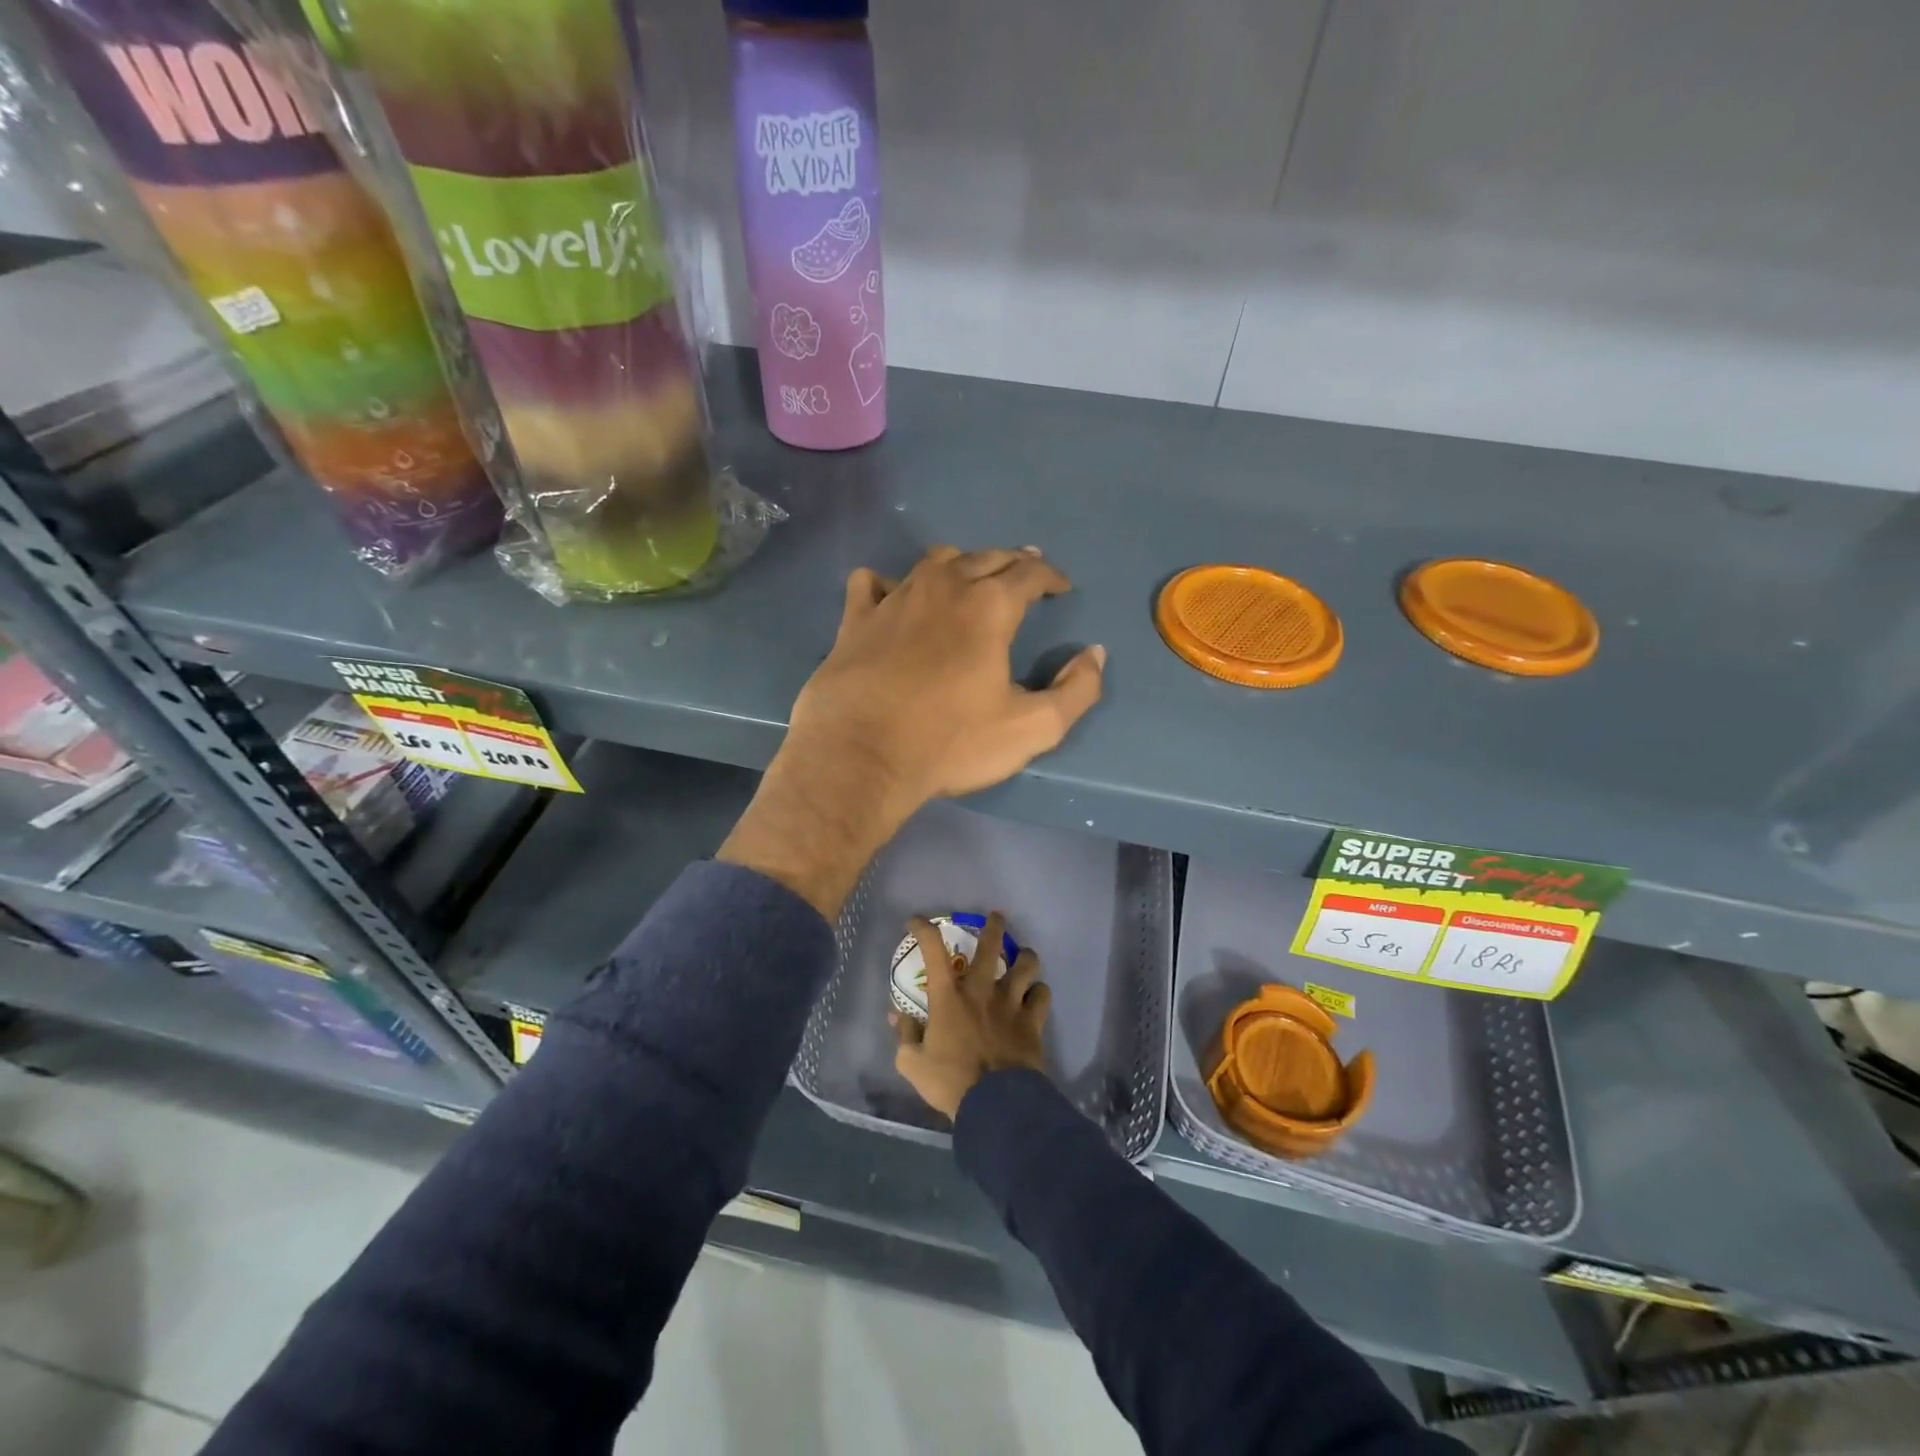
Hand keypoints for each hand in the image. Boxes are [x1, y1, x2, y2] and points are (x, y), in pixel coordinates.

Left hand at [791, 546, 1104, 814]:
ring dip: (960, 565)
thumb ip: (1076, 691)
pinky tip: (893, 597)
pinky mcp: (855, 619)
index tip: (1061, 587)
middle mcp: (943, 588)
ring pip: (933, 562)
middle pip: (985, 557)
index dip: (1051, 576)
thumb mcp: (1032, 729)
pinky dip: (889, 583)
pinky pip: (872, 582)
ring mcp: (894, 598)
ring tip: (968, 579)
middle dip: (1011, 562)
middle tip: (1024, 573)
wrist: (861, 757)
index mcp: (989, 607)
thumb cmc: (950, 743)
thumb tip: (1095, 654)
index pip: (1030, 573)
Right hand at [892, 912, 1049, 1119]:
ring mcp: (1011, 1003)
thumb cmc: (950, 1081)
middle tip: (996, 918)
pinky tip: (1035, 996)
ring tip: (1023, 956)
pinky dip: (1039, 992)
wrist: (996, 1104)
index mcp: (949, 996)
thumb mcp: (912, 1063)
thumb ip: (905, 1035)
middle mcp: (981, 990)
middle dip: (993, 926)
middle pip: (991, 945)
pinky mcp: (1033, 1021)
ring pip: (1026, 964)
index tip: (915, 922)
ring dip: (1024, 956)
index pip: (933, 950)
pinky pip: (1042, 995)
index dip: (923, 929)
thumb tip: (896, 1016)